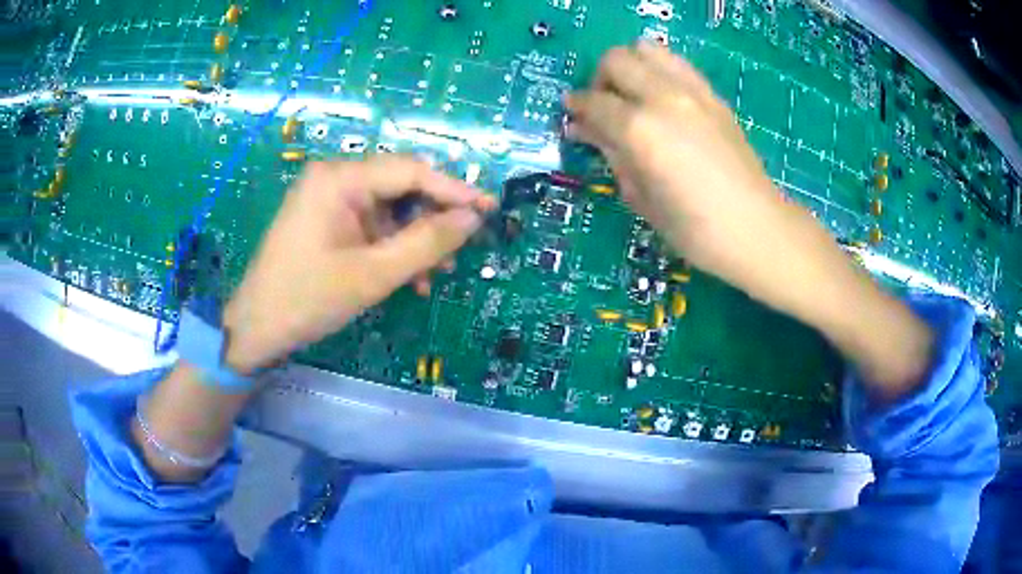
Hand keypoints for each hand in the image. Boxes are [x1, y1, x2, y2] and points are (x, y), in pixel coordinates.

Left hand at [222, 157, 492, 373]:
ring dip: (415, 240)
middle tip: (459, 252)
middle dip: (432, 221)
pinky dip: (393, 248)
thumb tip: (472, 218)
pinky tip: (409, 278)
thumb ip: (427, 242)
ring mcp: (329, 199)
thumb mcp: (373, 274)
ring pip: (389, 210)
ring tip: (434, 274)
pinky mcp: (327, 220)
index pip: (411, 171)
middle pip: (400, 188)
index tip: (489, 209)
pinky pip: (372, 225)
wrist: (258, 328)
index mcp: (340, 178)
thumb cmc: (309, 299)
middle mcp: (335, 178)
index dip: (454, 190)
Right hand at [565, 41, 798, 289]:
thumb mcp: (641, 198)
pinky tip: (663, 102)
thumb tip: (588, 131)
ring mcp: (693, 92)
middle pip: (616, 60)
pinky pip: (677, 65)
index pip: (593, 101)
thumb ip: (612, 156)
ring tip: (634, 96)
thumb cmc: (694, 229)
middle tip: (604, 108)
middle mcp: (663, 97)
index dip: (576, 108)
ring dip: (631, 67)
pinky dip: (660, 73)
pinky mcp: (714, 97)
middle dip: (601, 80)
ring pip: (648, 49)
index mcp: (639, 129)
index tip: (573, 119)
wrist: (756, 229)